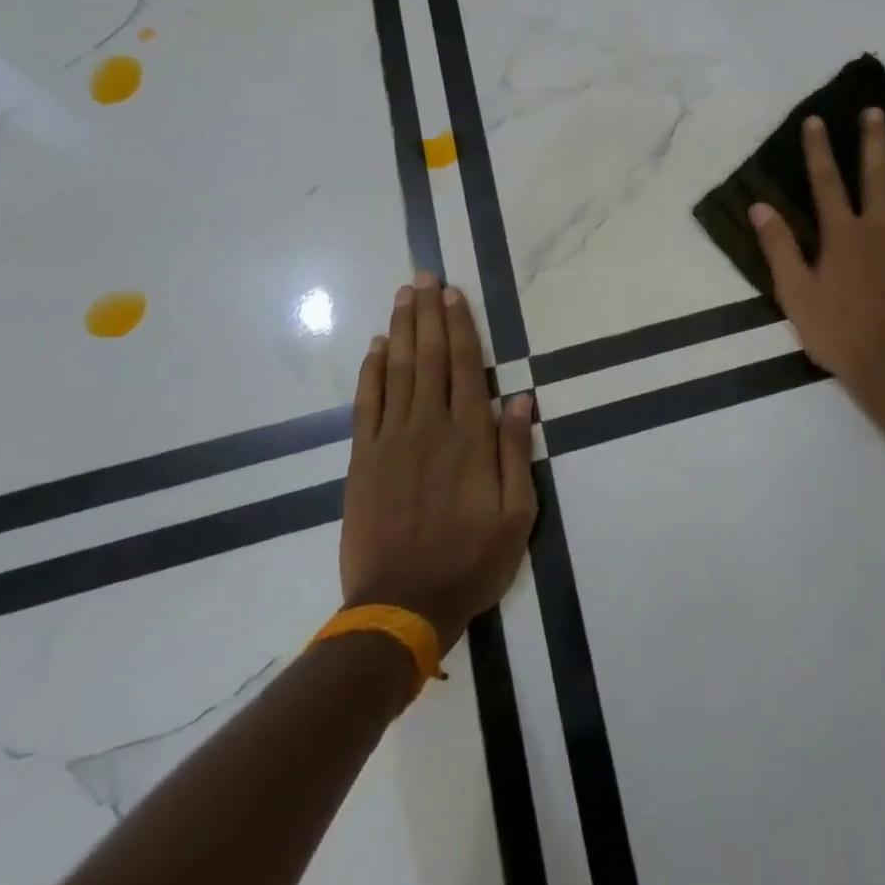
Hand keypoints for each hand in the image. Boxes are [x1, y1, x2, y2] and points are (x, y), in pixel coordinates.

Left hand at [339, 274, 537, 652]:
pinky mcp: (362, 459)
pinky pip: (366, 403)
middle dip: (428, 313)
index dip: (459, 326)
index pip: (465, 365)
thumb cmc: (470, 560)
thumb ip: (516, 451)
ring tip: (403, 296)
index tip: (453, 294)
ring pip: (396, 370)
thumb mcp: (517, 513)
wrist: (401, 606)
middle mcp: (429, 425)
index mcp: (469, 435)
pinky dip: (370, 371)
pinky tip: (375, 347)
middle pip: (428, 356)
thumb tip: (521, 397)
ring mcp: (390, 440)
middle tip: (424, 278)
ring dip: (400, 330)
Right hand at [751, 109, 884, 412]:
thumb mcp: (795, 294)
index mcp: (842, 234)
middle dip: (874, 141)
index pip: (826, 182)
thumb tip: (759, 207)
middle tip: (875, 111)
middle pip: (877, 175)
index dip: (818, 150)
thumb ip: (779, 247)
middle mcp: (880, 227)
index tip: (815, 120)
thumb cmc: (839, 334)